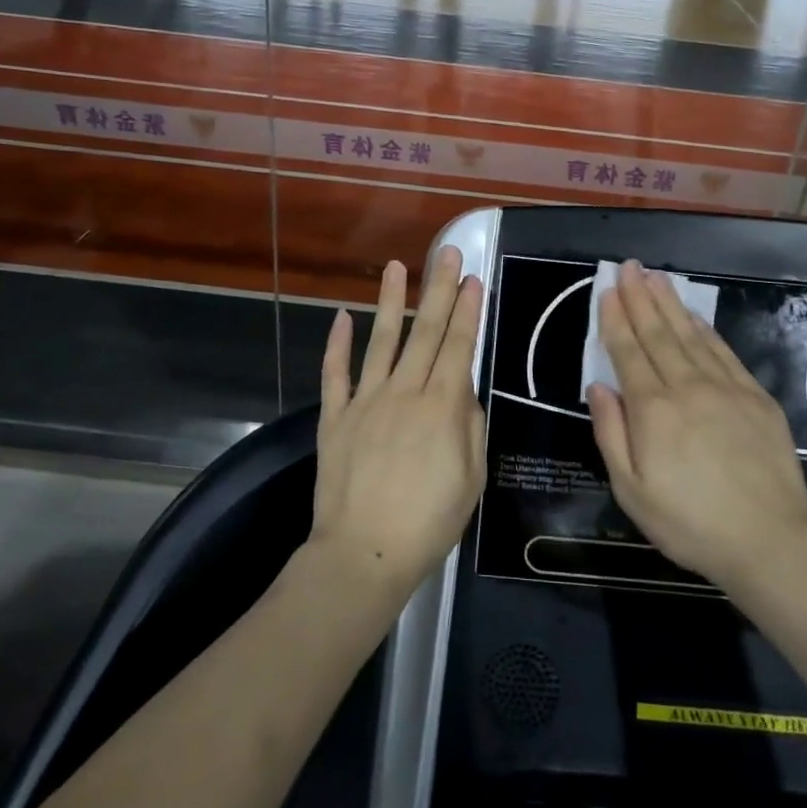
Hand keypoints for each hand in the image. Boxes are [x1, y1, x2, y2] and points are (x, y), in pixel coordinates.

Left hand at [311, 245, 485, 598]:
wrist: (364, 555)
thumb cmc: (428, 523)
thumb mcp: (471, 479)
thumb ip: (469, 426)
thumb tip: (463, 390)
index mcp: (441, 407)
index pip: (457, 346)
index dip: (466, 310)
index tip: (472, 278)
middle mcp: (404, 393)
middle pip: (424, 332)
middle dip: (438, 289)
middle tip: (445, 252)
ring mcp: (365, 402)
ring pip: (381, 341)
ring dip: (391, 302)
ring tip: (397, 267)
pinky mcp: (334, 418)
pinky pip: (335, 374)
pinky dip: (336, 344)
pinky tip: (342, 316)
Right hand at [586, 262, 806, 590]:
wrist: (770, 540)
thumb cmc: (690, 523)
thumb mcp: (632, 491)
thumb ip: (611, 434)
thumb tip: (598, 387)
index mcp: (652, 410)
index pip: (628, 352)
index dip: (616, 319)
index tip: (608, 291)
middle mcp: (687, 387)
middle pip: (658, 334)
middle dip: (640, 297)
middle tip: (629, 267)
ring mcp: (725, 388)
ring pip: (690, 335)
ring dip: (670, 304)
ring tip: (655, 277)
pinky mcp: (755, 397)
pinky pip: (723, 352)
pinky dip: (705, 329)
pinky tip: (694, 316)